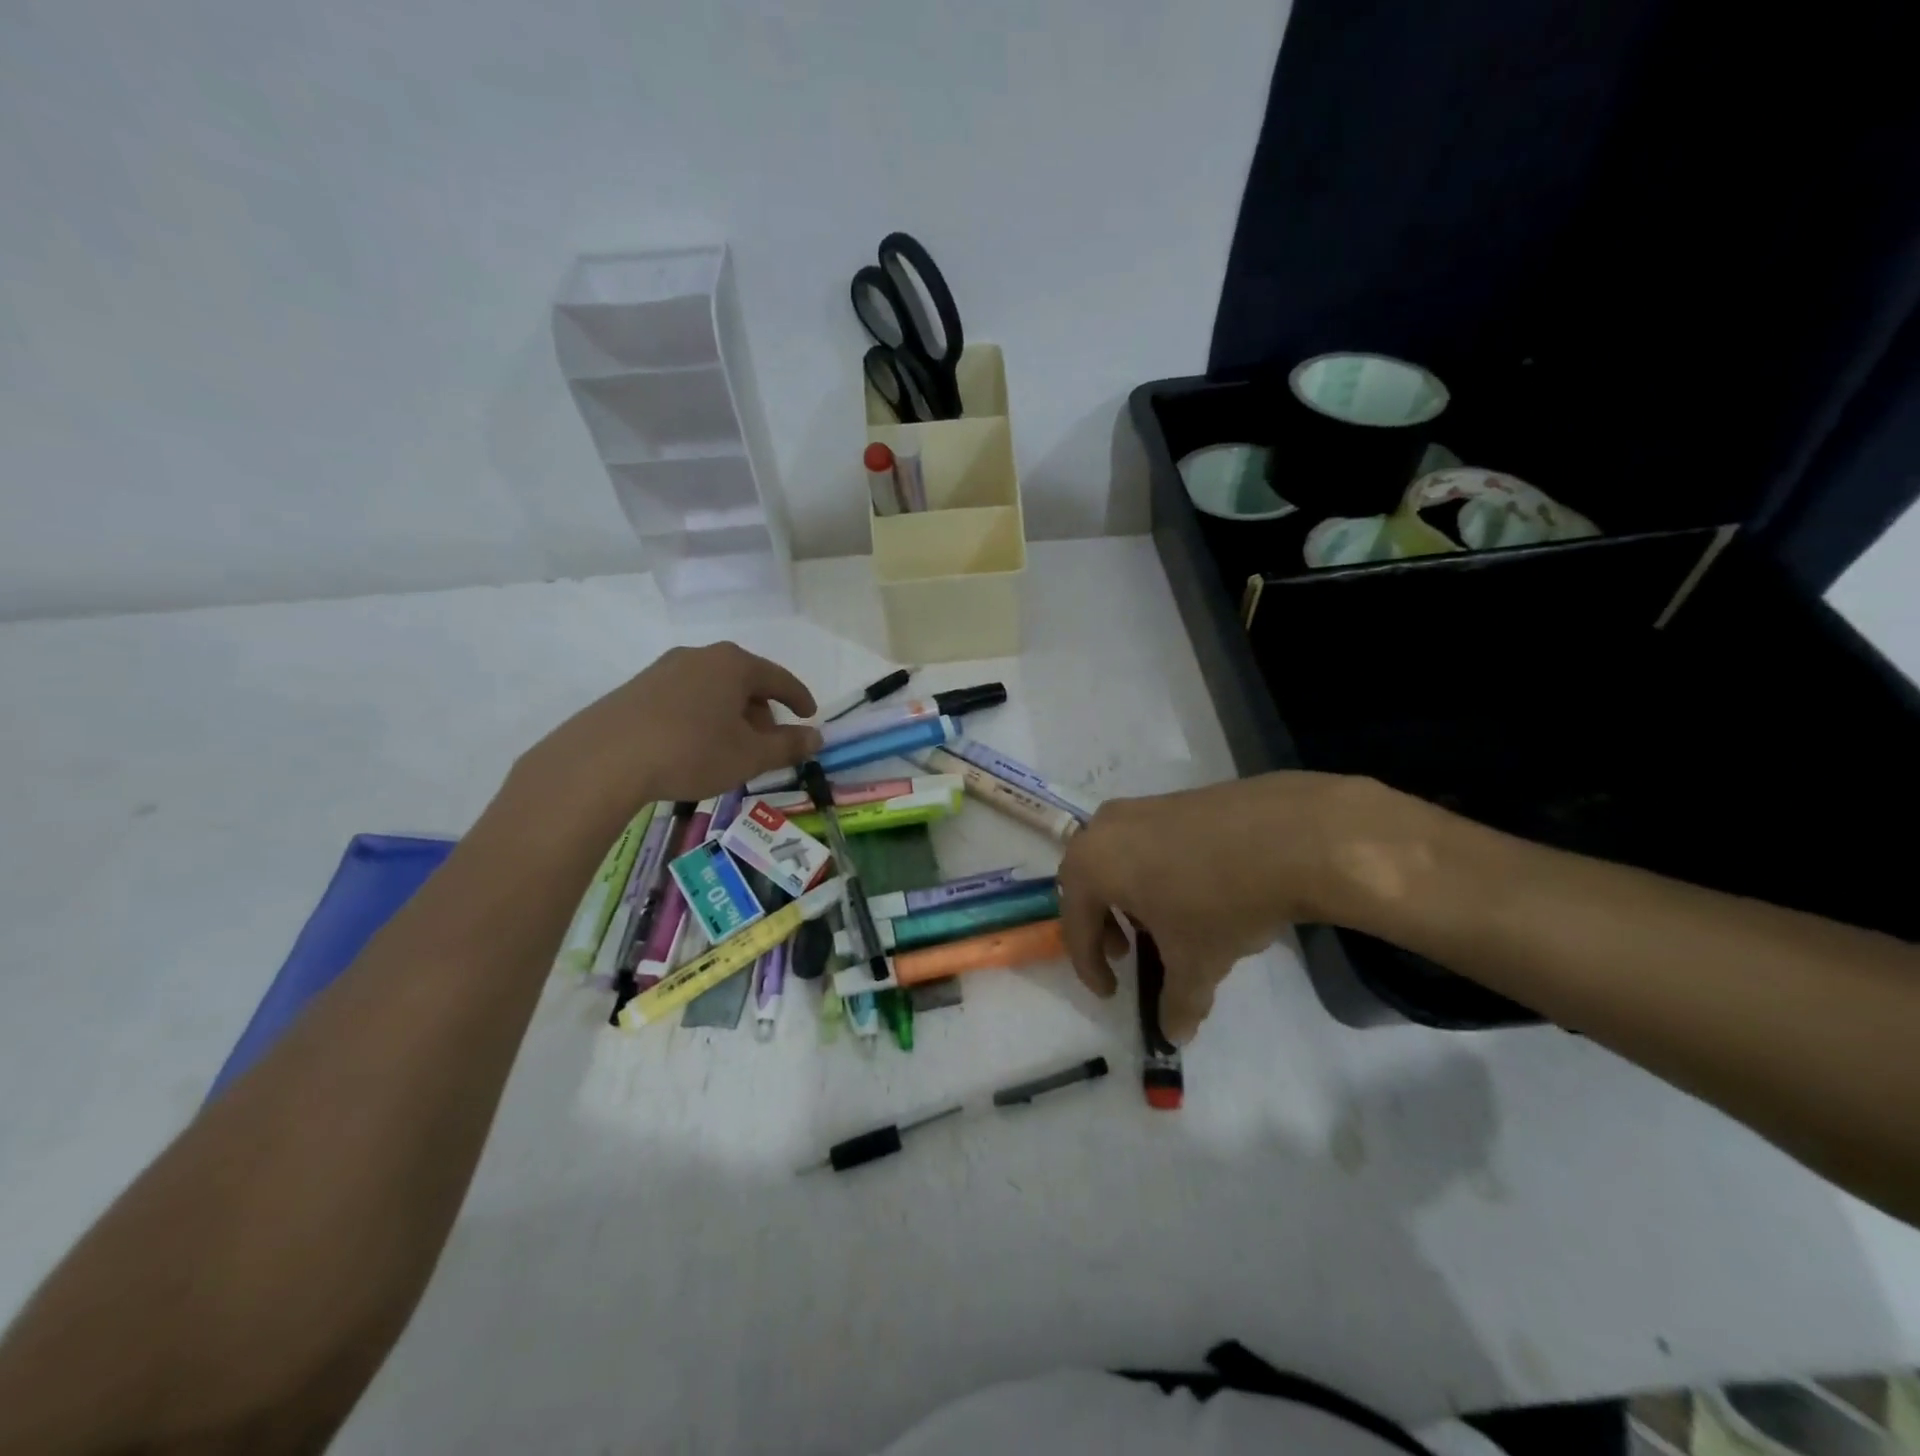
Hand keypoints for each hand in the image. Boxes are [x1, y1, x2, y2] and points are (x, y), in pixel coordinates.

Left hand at [517, 642, 821, 819]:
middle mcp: (701, 656)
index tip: (809, 715)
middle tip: (768, 742)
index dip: (799, 698)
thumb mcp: (750, 755)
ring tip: (731, 748)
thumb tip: (816, 737)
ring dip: (730, 715)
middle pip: (745, 681)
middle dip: (762, 711)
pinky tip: (694, 745)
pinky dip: (701, 716)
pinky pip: (685, 697)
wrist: (604, 759)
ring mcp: (665, 669)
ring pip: (713, 689)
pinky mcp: (638, 688)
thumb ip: (788, 745)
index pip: (779, 678)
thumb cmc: (692, 751)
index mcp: (734, 664)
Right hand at [1058, 772, 1403, 1041]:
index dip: (1090, 967)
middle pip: (1088, 883)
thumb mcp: (1196, 963)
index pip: (1076, 924)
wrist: (1288, 836)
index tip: (1112, 993)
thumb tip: (1174, 1035)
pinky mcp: (1176, 798)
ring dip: (1129, 896)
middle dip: (1103, 923)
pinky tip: (1192, 891)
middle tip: (1128, 951)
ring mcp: (1141, 808)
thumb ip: (1178, 1002)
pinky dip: (1155, 871)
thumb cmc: (1219, 902)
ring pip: (1118, 858)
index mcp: (1091, 865)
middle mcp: (1103, 828)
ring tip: (1163, 921)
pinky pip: (1147, 842)